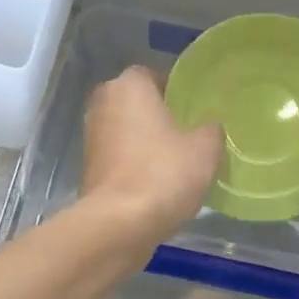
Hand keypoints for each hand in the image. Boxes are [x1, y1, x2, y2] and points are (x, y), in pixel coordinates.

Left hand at [80, 66, 222, 247]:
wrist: (119, 223)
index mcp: (129, 86)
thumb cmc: (163, 174)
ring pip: (126, 131)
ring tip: (175, 162)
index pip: (153, 75)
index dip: (175, 91)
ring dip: (146, 142)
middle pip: (137, 103)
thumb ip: (211, 129)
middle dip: (159, 116)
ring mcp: (90, 137)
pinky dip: (134, 165)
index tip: (194, 111)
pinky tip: (157, 183)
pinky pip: (119, 157)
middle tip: (187, 135)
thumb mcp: (205, 149)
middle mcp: (103, 103)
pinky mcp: (88, 168)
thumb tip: (208, 126)